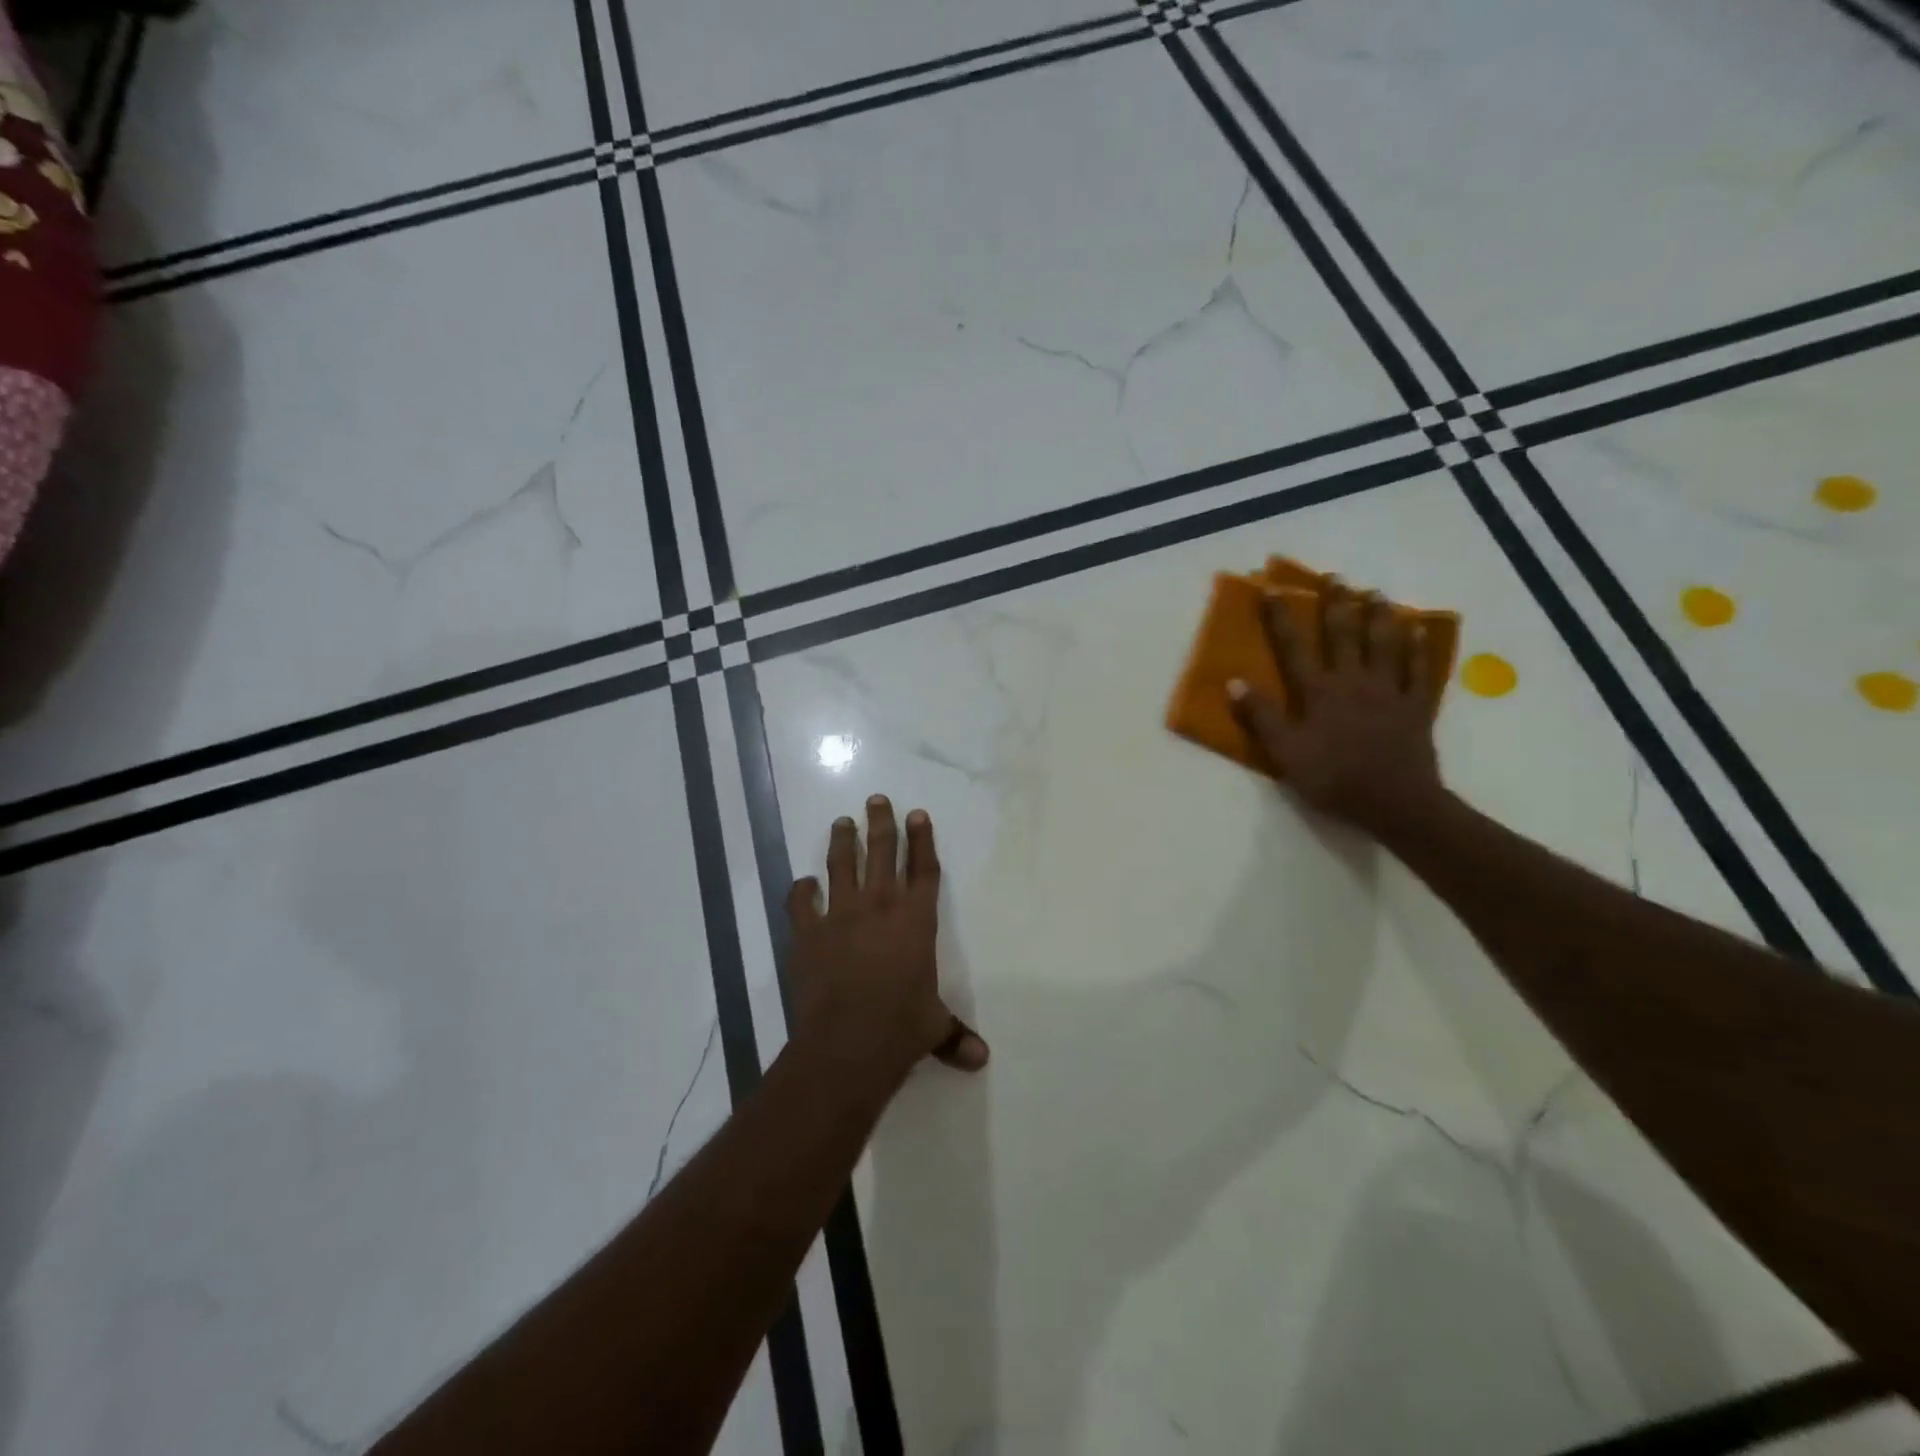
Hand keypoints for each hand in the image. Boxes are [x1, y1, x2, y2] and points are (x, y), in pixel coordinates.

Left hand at [786, 795, 988, 1092]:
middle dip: (881, 824)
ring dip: (842, 841)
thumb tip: (981, 1060)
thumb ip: (955, 1036)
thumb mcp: (934, 1028)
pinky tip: (803, 883)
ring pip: (841, 866)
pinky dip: (801, 891)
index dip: (922, 840)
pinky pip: (801, 903)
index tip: (917, 813)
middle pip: (881, 854)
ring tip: (842, 821)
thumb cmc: (901, 1028)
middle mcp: (879, 908)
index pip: (923, 871)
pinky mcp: (808, 934)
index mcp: (916, 921)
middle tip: (877, 800)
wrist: (847, 1042)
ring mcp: (840, 916)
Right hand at [1228, 585, 1446, 836]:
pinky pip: (1420, 670)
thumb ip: (1261, 717)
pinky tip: (1419, 630)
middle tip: (1335, 578)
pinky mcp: (1416, 706)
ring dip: (1379, 617)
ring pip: (1384, 645)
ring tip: (1376, 594)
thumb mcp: (1285, 753)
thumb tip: (1233, 682)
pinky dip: (1419, 648)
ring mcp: (1389, 691)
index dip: (1281, 619)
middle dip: (1337, 605)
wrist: (1394, 802)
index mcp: (1318, 692)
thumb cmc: (1333, 779)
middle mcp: (1353, 682)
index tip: (1272, 591)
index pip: (1294, 648)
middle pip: (1343, 636)